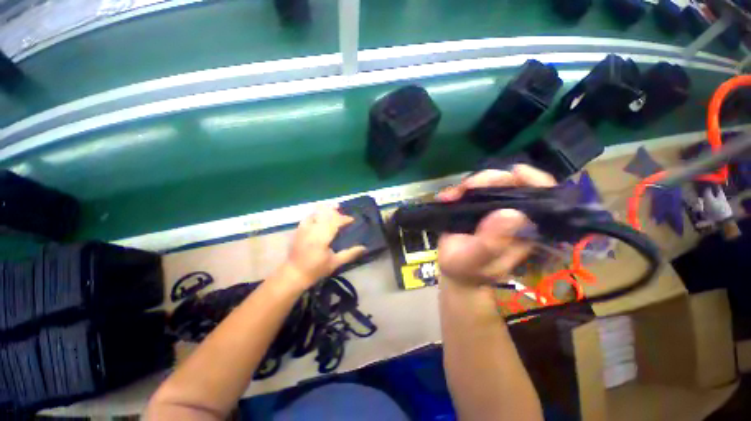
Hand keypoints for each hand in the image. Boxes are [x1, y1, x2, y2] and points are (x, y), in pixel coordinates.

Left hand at [282, 206, 366, 289]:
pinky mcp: (298, 229)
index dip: (344, 219)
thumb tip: (364, 248)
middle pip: (326, 214)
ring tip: (335, 209)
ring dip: (326, 209)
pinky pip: (308, 216)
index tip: (352, 220)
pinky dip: (316, 213)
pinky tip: (321, 215)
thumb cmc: (316, 270)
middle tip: (344, 215)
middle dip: (336, 212)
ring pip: (316, 212)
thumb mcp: (335, 263)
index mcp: (321, 238)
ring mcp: (304, 228)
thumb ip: (350, 254)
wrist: (294, 274)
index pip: (334, 222)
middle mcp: (312, 230)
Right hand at [437, 165, 555, 286]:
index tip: (514, 172)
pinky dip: (457, 190)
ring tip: (449, 197)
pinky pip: (470, 189)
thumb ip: (491, 243)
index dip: (534, 179)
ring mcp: (494, 209)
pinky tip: (444, 198)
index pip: (541, 197)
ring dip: (468, 185)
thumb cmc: (467, 270)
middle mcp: (513, 214)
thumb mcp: (476, 261)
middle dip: (487, 180)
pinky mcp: (477, 207)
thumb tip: (511, 214)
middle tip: (464, 189)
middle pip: (510, 183)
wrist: (456, 272)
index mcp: (525, 228)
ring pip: (489, 182)